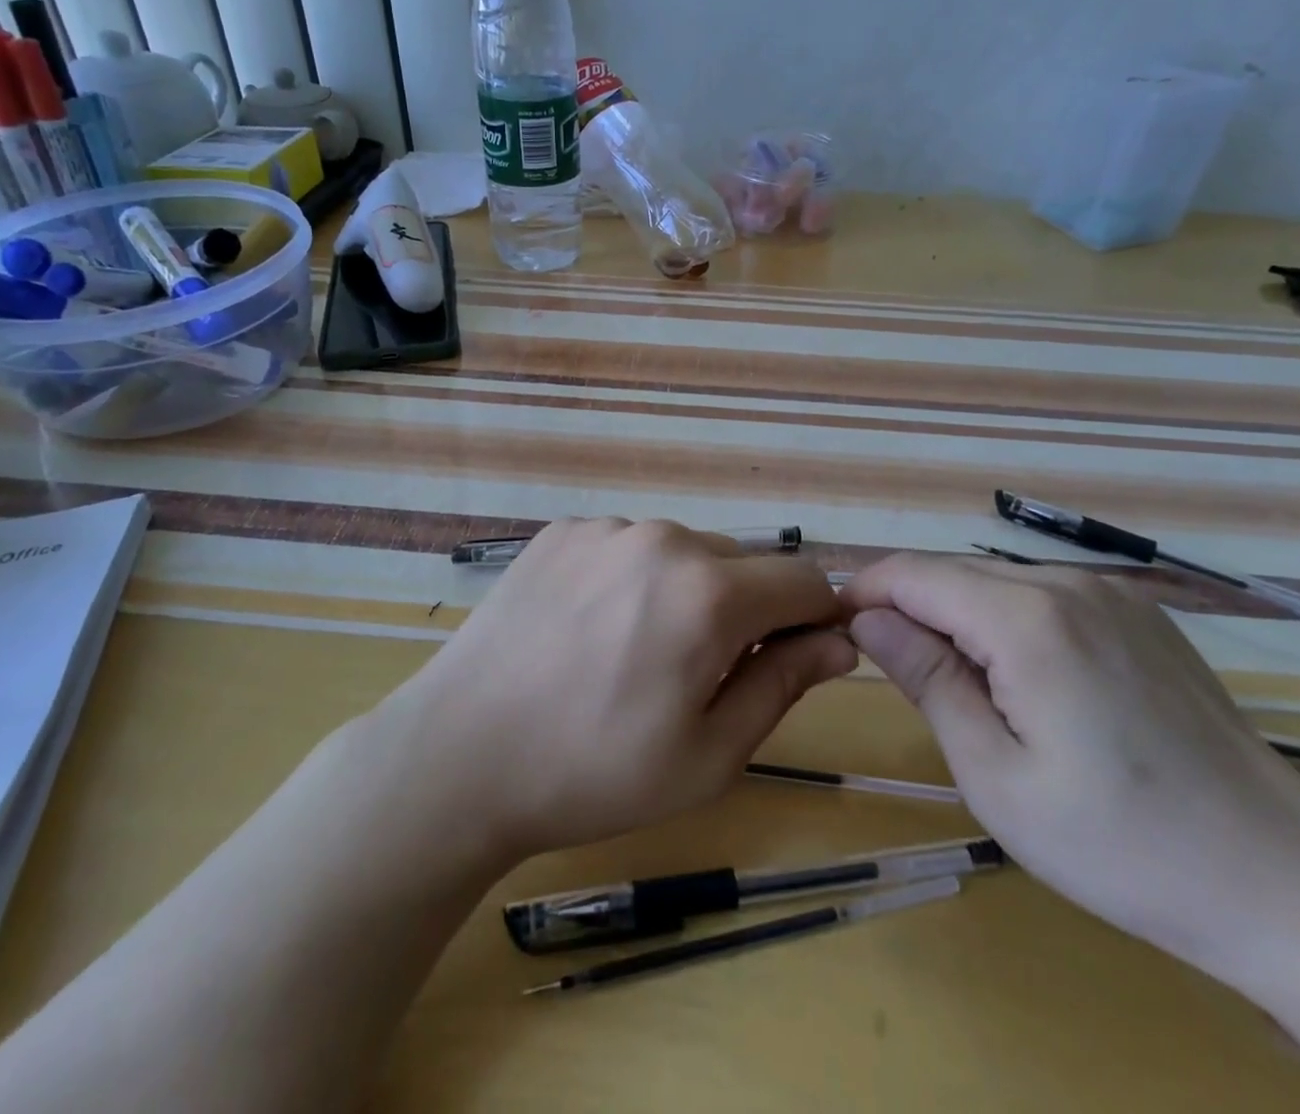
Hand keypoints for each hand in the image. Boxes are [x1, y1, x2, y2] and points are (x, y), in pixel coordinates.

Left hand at [386, 518, 853, 861]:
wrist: (460, 755)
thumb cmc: (594, 772)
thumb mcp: (709, 754)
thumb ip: (783, 684)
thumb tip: (839, 642)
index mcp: (710, 592)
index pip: (803, 580)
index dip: (814, 618)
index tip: (797, 656)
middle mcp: (663, 538)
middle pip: (741, 565)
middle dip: (744, 611)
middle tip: (698, 675)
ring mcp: (606, 528)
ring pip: (682, 553)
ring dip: (684, 592)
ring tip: (634, 654)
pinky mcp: (562, 531)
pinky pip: (626, 547)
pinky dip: (631, 580)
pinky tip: (589, 630)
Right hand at [842, 553, 1299, 1065]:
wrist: (1286, 883)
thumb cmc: (1121, 844)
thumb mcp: (995, 775)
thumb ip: (927, 678)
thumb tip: (866, 619)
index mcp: (1028, 619)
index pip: (914, 573)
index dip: (865, 591)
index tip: (834, 627)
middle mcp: (1069, 584)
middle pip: (955, 572)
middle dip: (908, 606)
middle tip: (885, 667)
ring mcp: (1113, 594)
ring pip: (998, 582)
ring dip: (957, 615)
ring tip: (953, 681)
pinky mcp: (1141, 613)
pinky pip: (1046, 597)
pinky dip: (1007, 620)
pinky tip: (1020, 678)